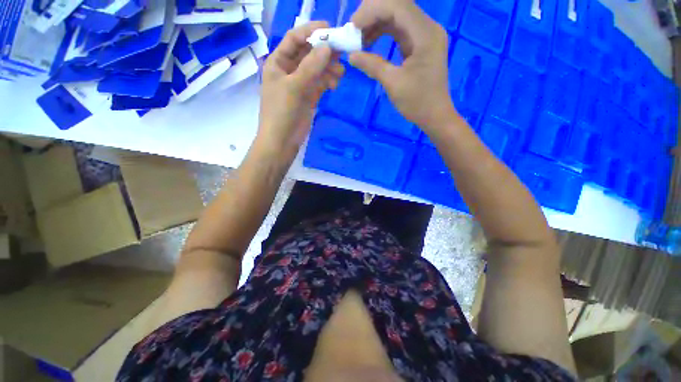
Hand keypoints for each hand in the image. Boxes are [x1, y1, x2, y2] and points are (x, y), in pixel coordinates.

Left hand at [257, 21, 344, 160]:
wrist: (282, 141)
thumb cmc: (281, 112)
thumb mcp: (293, 87)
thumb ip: (310, 67)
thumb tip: (327, 47)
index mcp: (278, 62)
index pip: (294, 39)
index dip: (310, 31)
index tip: (329, 30)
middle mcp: (289, 70)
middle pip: (308, 53)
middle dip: (323, 52)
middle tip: (341, 52)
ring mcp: (300, 84)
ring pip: (317, 69)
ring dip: (328, 68)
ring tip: (340, 74)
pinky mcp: (309, 96)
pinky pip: (320, 83)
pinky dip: (328, 81)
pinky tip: (335, 84)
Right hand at [349, 0, 455, 129]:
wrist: (434, 115)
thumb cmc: (417, 102)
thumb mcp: (393, 84)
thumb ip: (372, 65)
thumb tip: (351, 56)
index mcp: (425, 34)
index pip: (397, 6)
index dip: (372, 10)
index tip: (353, 26)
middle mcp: (428, 27)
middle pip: (397, 6)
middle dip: (372, 14)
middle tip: (353, 31)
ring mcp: (425, 34)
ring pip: (397, 16)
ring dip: (376, 23)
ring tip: (359, 39)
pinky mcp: (420, 43)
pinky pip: (399, 29)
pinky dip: (383, 32)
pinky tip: (370, 42)